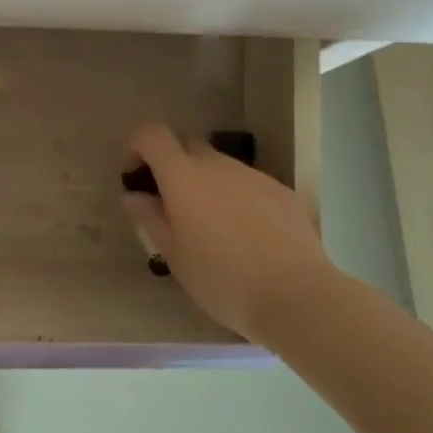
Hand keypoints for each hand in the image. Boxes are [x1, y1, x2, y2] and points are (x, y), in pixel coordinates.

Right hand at [122, 123, 333, 343]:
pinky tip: (251, 239)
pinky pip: (250, 186)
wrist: (297, 297)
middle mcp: (218, 165)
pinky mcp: (283, 192)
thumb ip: (150, 219)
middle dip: (177, 170)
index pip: (152, 135)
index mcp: (184, 176)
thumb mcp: (174, 256)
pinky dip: (241, 201)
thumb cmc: (222, 279)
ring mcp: (254, 176)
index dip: (138, 146)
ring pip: (222, 169)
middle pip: (189, 149)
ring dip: (211, 187)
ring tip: (218, 231)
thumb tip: (135, 196)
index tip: (136, 176)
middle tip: (177, 210)